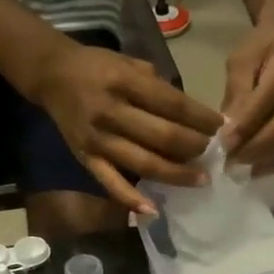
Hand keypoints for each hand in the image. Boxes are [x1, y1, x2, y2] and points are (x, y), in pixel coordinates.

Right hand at [29, 40, 224, 215]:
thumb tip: (192, 116)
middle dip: (194, 147)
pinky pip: (112, 184)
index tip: (221, 127)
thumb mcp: (130, 63)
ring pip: (145, 163)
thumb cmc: (98, 67)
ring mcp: (99, 140)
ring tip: (200, 179)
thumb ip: (159, 87)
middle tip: (214, 154)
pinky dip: (132, 200)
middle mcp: (112, 112)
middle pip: (163, 136)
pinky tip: (153, 210)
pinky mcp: (87, 159)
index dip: (201, 119)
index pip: (173, 104)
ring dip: (177, 174)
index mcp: (125, 82)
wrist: (52, 75)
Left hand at [220, 19, 273, 174]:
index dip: (246, 124)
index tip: (224, 144)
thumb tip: (230, 135)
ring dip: (265, 158)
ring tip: (241, 167)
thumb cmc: (261, 48)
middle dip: (255, 147)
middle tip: (231, 161)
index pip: (270, 97)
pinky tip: (257, 166)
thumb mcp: (241, 62)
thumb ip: (237, 96)